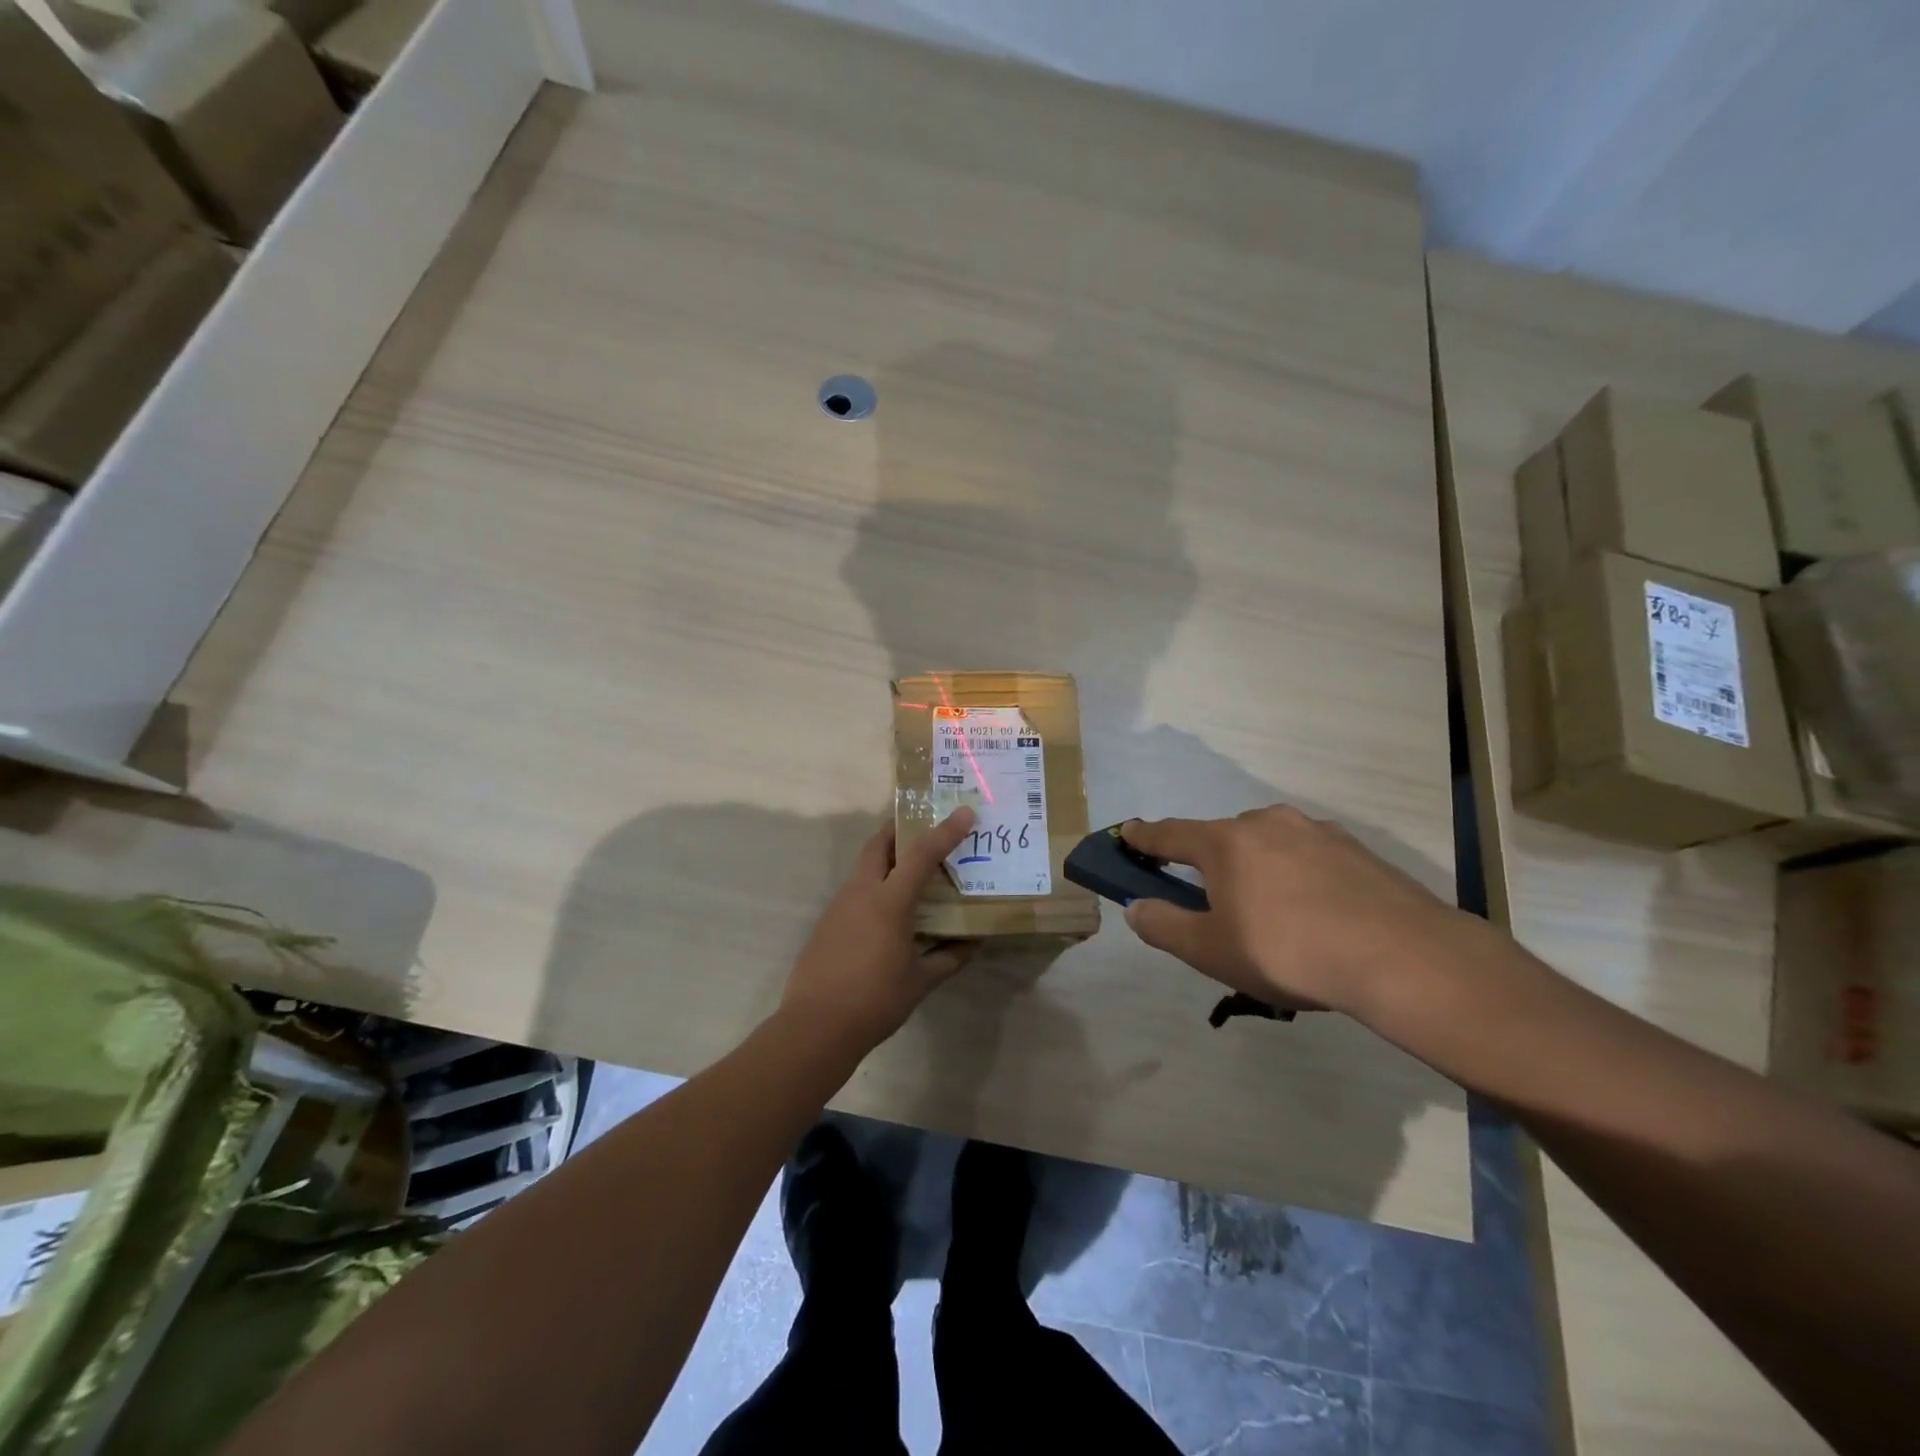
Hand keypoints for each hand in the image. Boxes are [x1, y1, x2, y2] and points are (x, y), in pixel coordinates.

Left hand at [778, 808, 979, 1050]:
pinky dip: (874, 884)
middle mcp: (861, 893)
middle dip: (899, 828)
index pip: (921, 855)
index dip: (945, 831)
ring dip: (885, 857)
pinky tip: (886, 909)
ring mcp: (839, 906)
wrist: (815, 1027)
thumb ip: (949, 958)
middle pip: (878, 844)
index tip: (964, 812)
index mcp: (888, 902)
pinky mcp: (827, 922)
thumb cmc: (875, 1001)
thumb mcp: (920, 982)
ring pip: (864, 866)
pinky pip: (855, 890)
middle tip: (923, 825)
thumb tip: (974, 943)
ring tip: (911, 867)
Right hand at [1120, 806, 1483, 1019]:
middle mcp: (1265, 823)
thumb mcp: (1212, 951)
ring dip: (1257, 870)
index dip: (1143, 837)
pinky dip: (1298, 875)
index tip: (1126, 832)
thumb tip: (1136, 908)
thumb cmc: (1289, 952)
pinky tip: (1317, 914)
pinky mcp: (1355, 848)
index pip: (1170, 834)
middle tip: (1216, 905)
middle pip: (1221, 839)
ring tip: (1274, 918)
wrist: (1403, 957)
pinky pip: (1308, 856)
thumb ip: (1165, 926)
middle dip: (1209, 864)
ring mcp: (1315, 831)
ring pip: (1268, 845)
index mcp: (1224, 843)